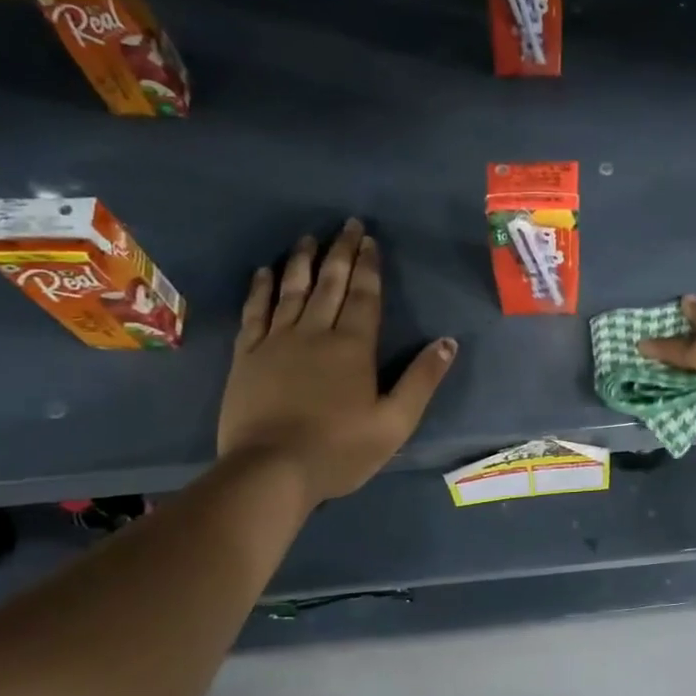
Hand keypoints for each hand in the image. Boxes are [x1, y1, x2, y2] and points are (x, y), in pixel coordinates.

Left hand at [218, 220, 455, 502]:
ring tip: (308, 238)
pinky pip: (255, 312)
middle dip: (340, 252)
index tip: (369, 240)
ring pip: (291, 290)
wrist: (271, 471)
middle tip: (346, 224)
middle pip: (330, 283)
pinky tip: (264, 272)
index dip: (368, 266)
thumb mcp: (395, 422)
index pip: (365, 295)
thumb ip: (421, 380)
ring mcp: (277, 342)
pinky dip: (260, 289)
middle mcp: (315, 333)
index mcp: (354, 347)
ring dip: (302, 261)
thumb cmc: (340, 450)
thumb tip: (447, 342)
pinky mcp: (248, 356)